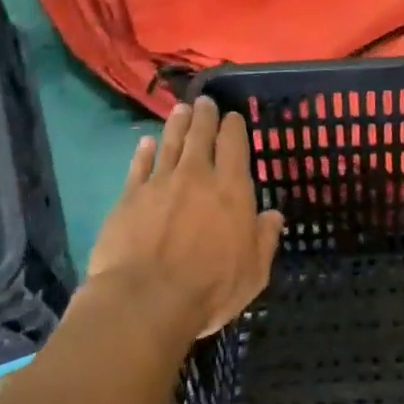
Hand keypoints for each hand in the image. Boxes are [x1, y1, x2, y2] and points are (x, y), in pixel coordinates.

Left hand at [86, 97, 283, 337]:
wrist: (145, 301)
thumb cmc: (210, 289)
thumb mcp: (254, 271)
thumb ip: (264, 239)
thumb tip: (273, 215)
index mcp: (232, 189)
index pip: (234, 145)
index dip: (233, 127)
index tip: (232, 116)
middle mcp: (197, 176)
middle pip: (200, 136)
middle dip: (204, 116)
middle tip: (204, 101)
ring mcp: (159, 184)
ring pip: (170, 144)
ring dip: (176, 125)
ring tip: (180, 110)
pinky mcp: (129, 198)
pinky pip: (139, 167)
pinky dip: (144, 152)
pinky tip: (146, 143)